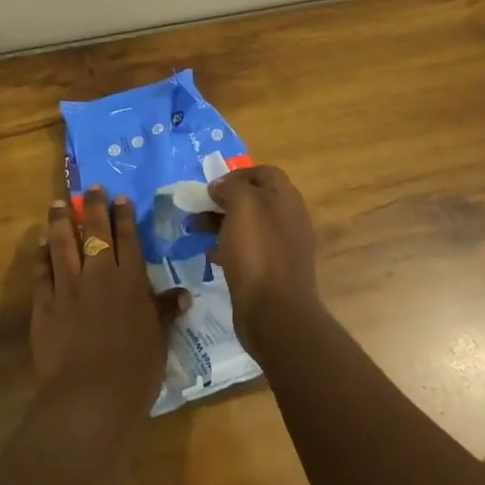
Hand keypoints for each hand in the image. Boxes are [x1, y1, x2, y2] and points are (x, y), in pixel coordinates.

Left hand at [34, 188, 188, 447]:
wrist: (90, 396)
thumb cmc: (134, 371)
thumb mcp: (159, 341)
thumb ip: (165, 312)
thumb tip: (182, 294)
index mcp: (130, 282)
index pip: (128, 239)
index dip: (123, 216)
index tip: (119, 198)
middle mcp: (99, 275)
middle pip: (95, 232)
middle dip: (93, 206)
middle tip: (90, 188)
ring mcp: (68, 287)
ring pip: (63, 243)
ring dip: (61, 221)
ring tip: (58, 203)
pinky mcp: (44, 303)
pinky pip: (42, 270)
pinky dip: (41, 254)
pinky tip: (40, 243)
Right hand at [206, 166, 318, 359]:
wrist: (275, 311)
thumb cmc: (257, 251)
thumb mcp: (242, 206)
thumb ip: (231, 187)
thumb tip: (221, 187)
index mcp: (286, 198)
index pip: (264, 173)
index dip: (237, 174)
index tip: (212, 187)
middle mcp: (288, 219)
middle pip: (253, 199)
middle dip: (223, 201)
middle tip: (197, 209)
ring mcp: (282, 247)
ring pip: (248, 225)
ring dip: (221, 224)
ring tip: (195, 230)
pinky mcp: (272, 271)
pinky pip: (248, 250)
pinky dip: (228, 248)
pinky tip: (211, 256)